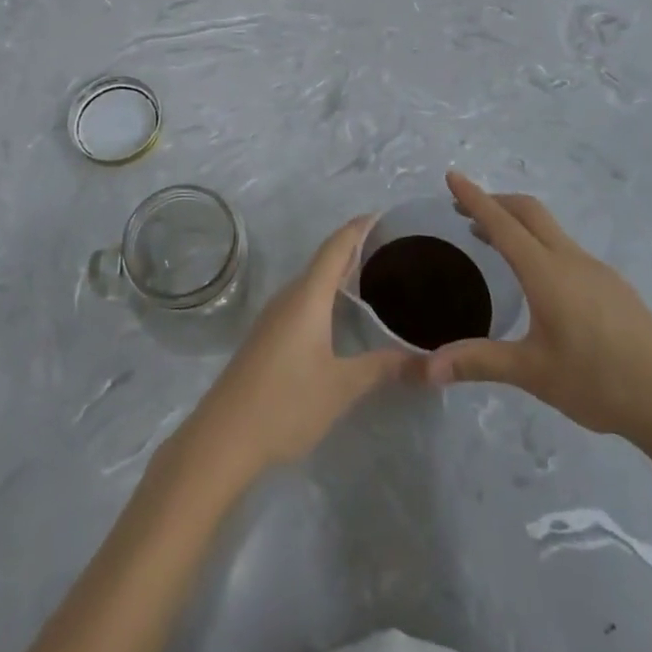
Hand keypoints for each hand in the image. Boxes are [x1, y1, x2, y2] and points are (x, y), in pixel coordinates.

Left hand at [180, 218, 410, 486]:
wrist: (224, 437)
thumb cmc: (286, 402)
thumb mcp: (342, 386)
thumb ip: (383, 368)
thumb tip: (427, 361)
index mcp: (308, 296)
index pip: (336, 247)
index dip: (358, 228)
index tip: (384, 214)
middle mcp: (290, 297)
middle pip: (324, 261)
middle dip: (354, 249)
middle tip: (392, 248)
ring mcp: (275, 317)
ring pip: (313, 283)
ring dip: (340, 274)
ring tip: (375, 277)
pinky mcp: (269, 337)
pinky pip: (304, 301)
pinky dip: (327, 295)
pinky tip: (341, 315)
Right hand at [424, 172, 651, 456]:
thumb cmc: (598, 382)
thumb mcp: (532, 372)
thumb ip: (479, 362)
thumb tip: (426, 371)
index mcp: (546, 272)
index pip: (502, 224)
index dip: (474, 198)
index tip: (453, 175)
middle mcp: (570, 260)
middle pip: (528, 212)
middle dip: (495, 202)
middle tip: (465, 210)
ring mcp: (596, 271)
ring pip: (550, 230)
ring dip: (517, 224)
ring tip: (494, 241)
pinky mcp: (613, 287)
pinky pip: (566, 249)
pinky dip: (539, 244)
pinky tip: (540, 279)